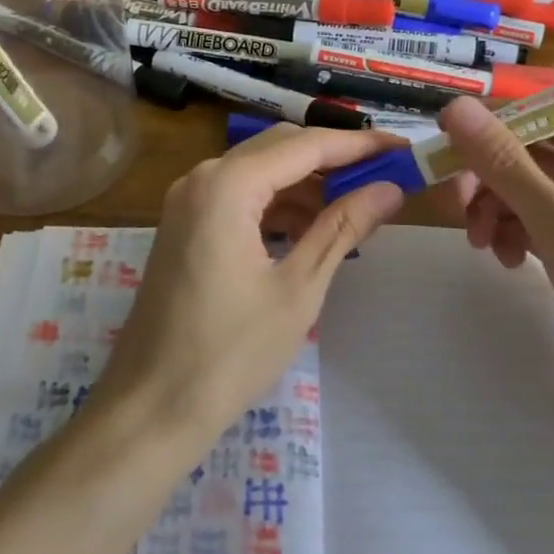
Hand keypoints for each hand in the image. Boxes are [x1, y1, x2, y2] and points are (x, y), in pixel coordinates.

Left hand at [95, 125, 405, 445]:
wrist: (151, 408)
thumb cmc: (230, 352)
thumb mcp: (298, 288)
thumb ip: (343, 227)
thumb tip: (390, 188)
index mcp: (227, 186)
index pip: (305, 146)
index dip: (358, 145)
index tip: (403, 148)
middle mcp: (202, 178)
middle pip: (280, 149)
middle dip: (334, 160)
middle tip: (385, 176)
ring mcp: (188, 201)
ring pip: (260, 172)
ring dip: (307, 184)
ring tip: (356, 207)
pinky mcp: (185, 225)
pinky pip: (240, 197)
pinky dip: (278, 205)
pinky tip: (310, 230)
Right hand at [438, 97, 553, 460]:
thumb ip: (506, 165)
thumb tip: (456, 108)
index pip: (552, 121)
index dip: (497, 131)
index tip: (445, 149)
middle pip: (543, 160)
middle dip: (496, 183)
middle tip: (457, 209)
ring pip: (541, 198)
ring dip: (504, 214)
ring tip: (483, 245)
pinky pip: (552, 231)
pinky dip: (524, 239)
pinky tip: (509, 262)